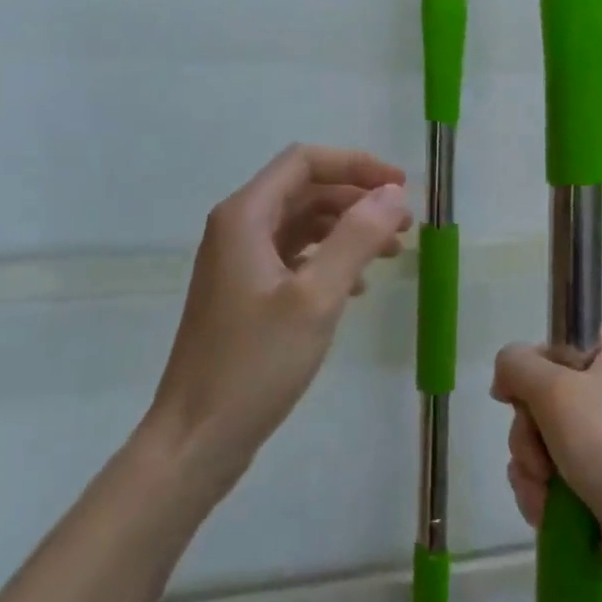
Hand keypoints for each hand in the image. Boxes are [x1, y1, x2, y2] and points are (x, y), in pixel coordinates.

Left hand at [147, 145, 410, 487]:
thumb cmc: (255, 363)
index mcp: (246, 216)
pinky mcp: (246, 292)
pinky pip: (295, 257)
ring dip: (348, 230)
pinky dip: (330, 259)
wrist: (196, 440)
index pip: (305, 162)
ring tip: (391, 253)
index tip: (400, 188)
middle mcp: (239, 228)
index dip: (356, 165)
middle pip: (306, 190)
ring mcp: (240, 262)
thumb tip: (393, 193)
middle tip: (404, 225)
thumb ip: (356, 237)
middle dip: (358, 199)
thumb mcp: (316, 297)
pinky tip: (358, 286)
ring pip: (303, 224)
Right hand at [492, 327, 601, 592]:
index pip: (551, 345)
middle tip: (540, 458)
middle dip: (529, 434)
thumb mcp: (554, 390)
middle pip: (543, 394)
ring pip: (544, 435)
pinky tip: (548, 510)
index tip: (520, 403)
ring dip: (531, 466)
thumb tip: (505, 377)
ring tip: (546, 492)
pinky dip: (545, 489)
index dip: (528, 375)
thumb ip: (515, 365)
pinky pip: (557, 468)